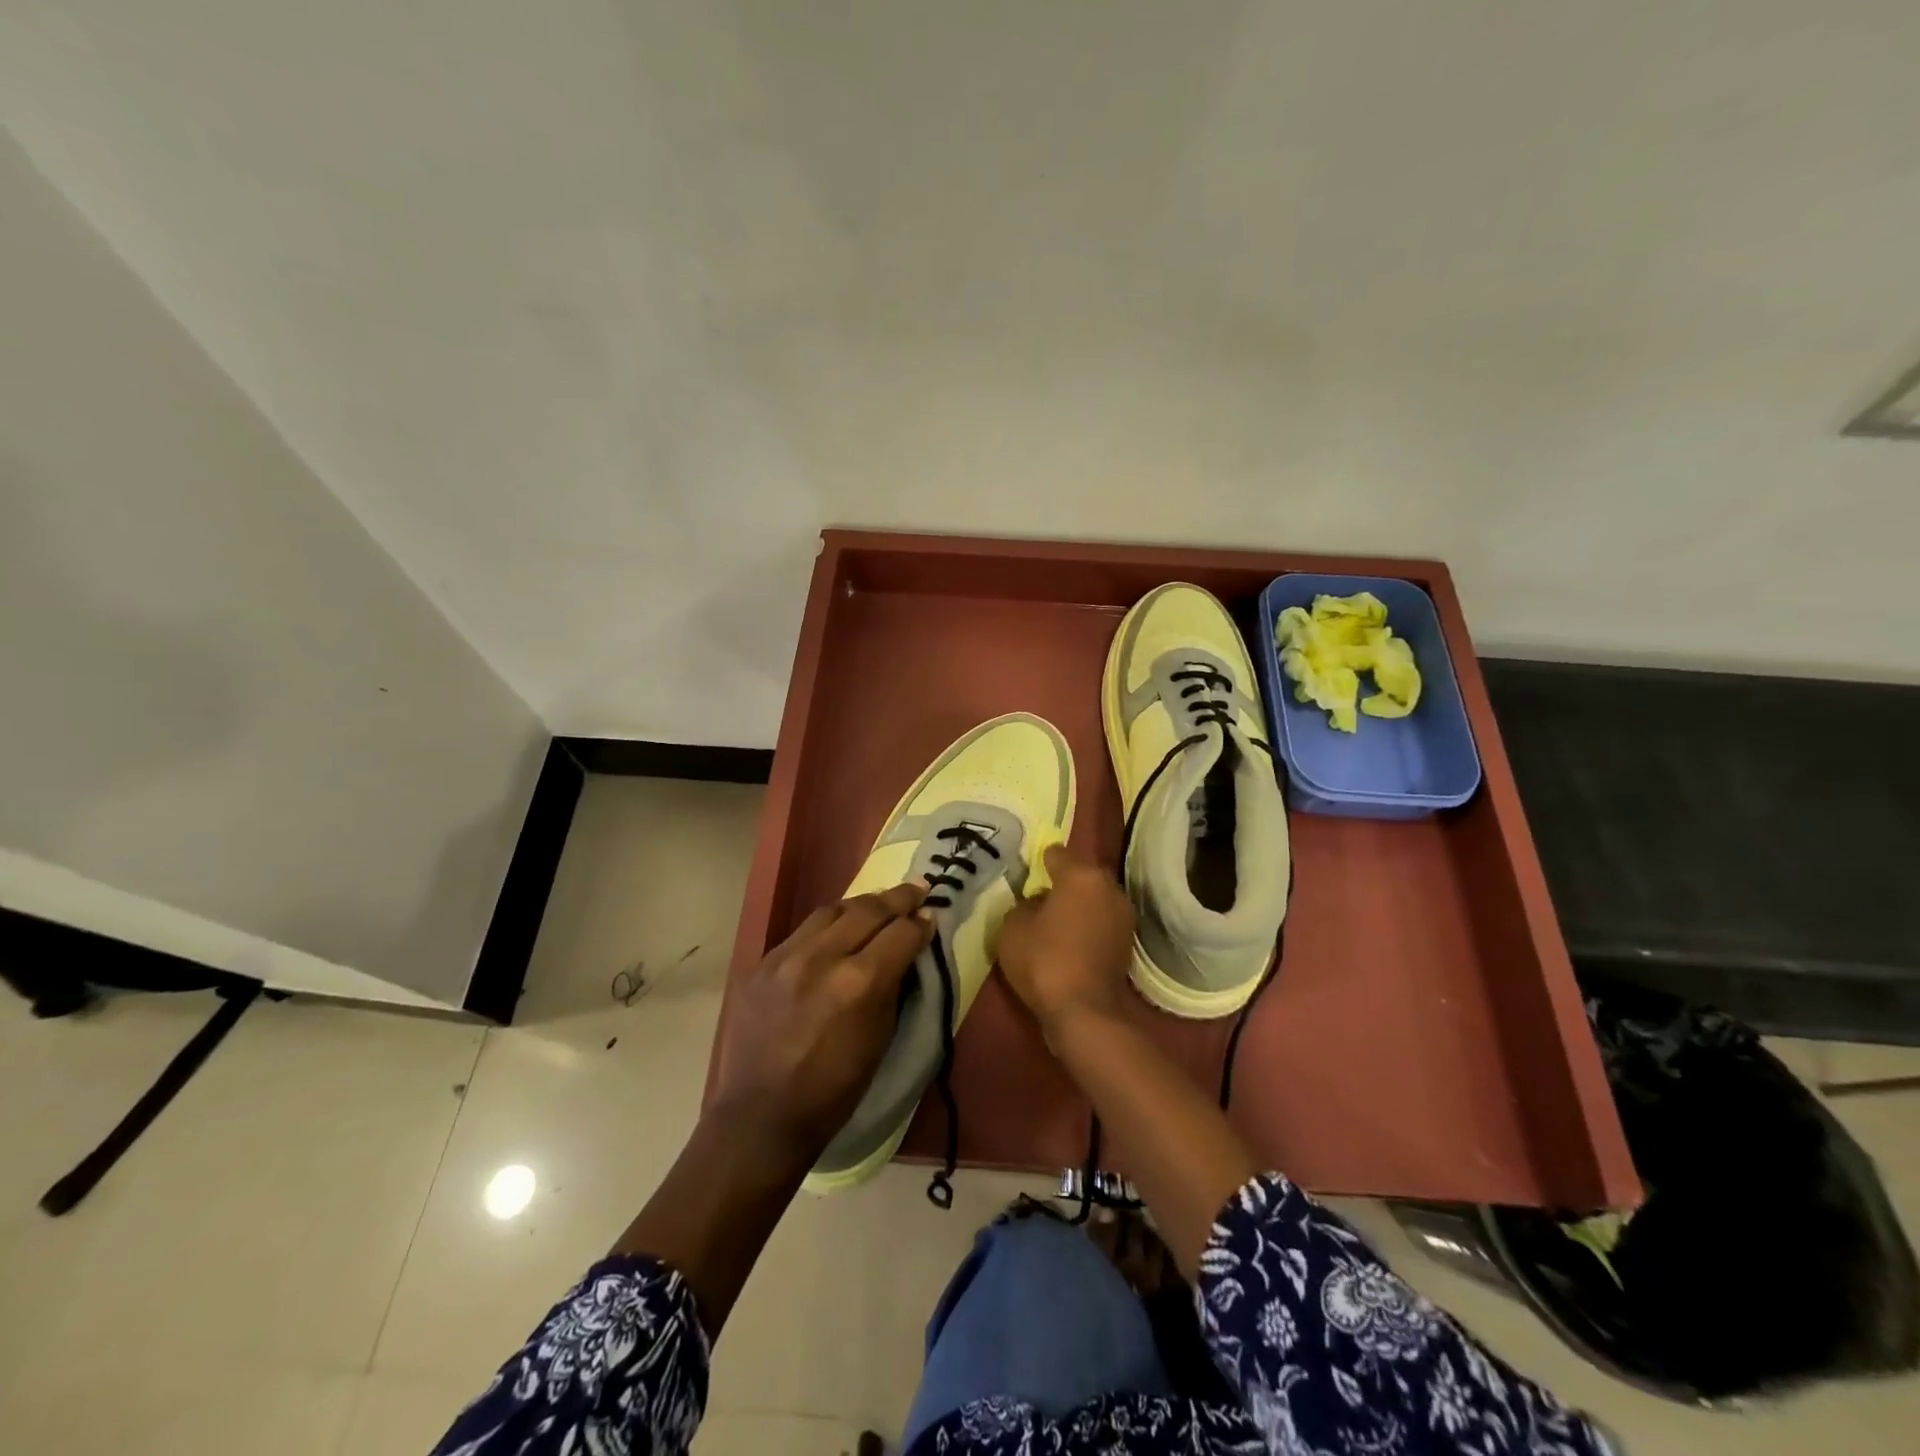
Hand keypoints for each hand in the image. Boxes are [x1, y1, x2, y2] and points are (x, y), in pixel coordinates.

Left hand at [708, 882, 931, 1163]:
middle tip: (916, 889)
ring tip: (877, 905)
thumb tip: (907, 949)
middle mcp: (821, 958)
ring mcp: (785, 957)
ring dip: (860, 905)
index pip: (901, 933)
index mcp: (858, 983)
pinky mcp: (760, 963)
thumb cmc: (835, 1089)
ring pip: (831, 910)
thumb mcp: (881, 1039)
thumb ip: (894, 986)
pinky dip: (826, 927)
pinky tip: (835, 934)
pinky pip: (801, 932)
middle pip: (868, 909)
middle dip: (897, 898)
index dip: (921, 923)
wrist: (762, 1117)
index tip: (931, 916)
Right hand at [997, 843, 1133, 1041]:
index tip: (1029, 875)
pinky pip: (1101, 925)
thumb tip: (1038, 905)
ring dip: (1079, 908)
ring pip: (1094, 901)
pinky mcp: (1128, 944)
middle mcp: (1109, 888)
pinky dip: (1088, 929)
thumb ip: (1024, 906)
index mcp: (1082, 875)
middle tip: (1041, 900)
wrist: (1084, 1011)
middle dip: (1064, 885)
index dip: (1041, 863)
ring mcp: (1124, 917)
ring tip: (1055, 925)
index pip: (1058, 854)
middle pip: (1081, 876)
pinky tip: (1070, 944)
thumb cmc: (1044, 960)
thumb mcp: (1013, 927)